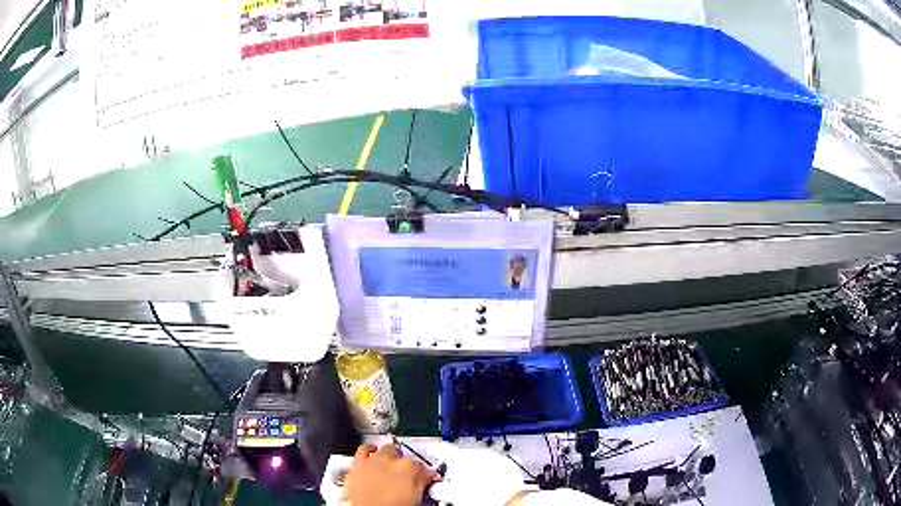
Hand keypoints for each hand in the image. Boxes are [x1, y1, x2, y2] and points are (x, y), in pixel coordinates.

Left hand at [343, 443, 435, 505]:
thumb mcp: (414, 498)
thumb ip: (421, 484)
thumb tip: (425, 479)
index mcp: (409, 468)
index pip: (420, 465)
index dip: (422, 472)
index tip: (422, 477)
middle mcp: (391, 460)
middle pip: (402, 455)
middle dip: (404, 461)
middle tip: (404, 472)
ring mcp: (374, 460)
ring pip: (385, 449)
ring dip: (389, 453)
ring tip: (389, 459)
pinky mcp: (358, 463)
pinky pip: (363, 449)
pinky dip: (368, 450)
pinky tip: (370, 453)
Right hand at [427, 444, 533, 505]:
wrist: (509, 500)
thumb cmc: (481, 497)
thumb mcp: (452, 494)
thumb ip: (439, 488)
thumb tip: (435, 489)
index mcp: (460, 458)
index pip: (442, 449)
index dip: (434, 449)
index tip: (431, 449)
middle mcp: (478, 453)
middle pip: (461, 456)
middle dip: (457, 467)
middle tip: (454, 481)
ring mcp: (494, 456)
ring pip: (478, 460)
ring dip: (473, 469)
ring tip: (473, 485)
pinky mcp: (507, 463)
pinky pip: (493, 464)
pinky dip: (488, 471)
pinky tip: (487, 484)